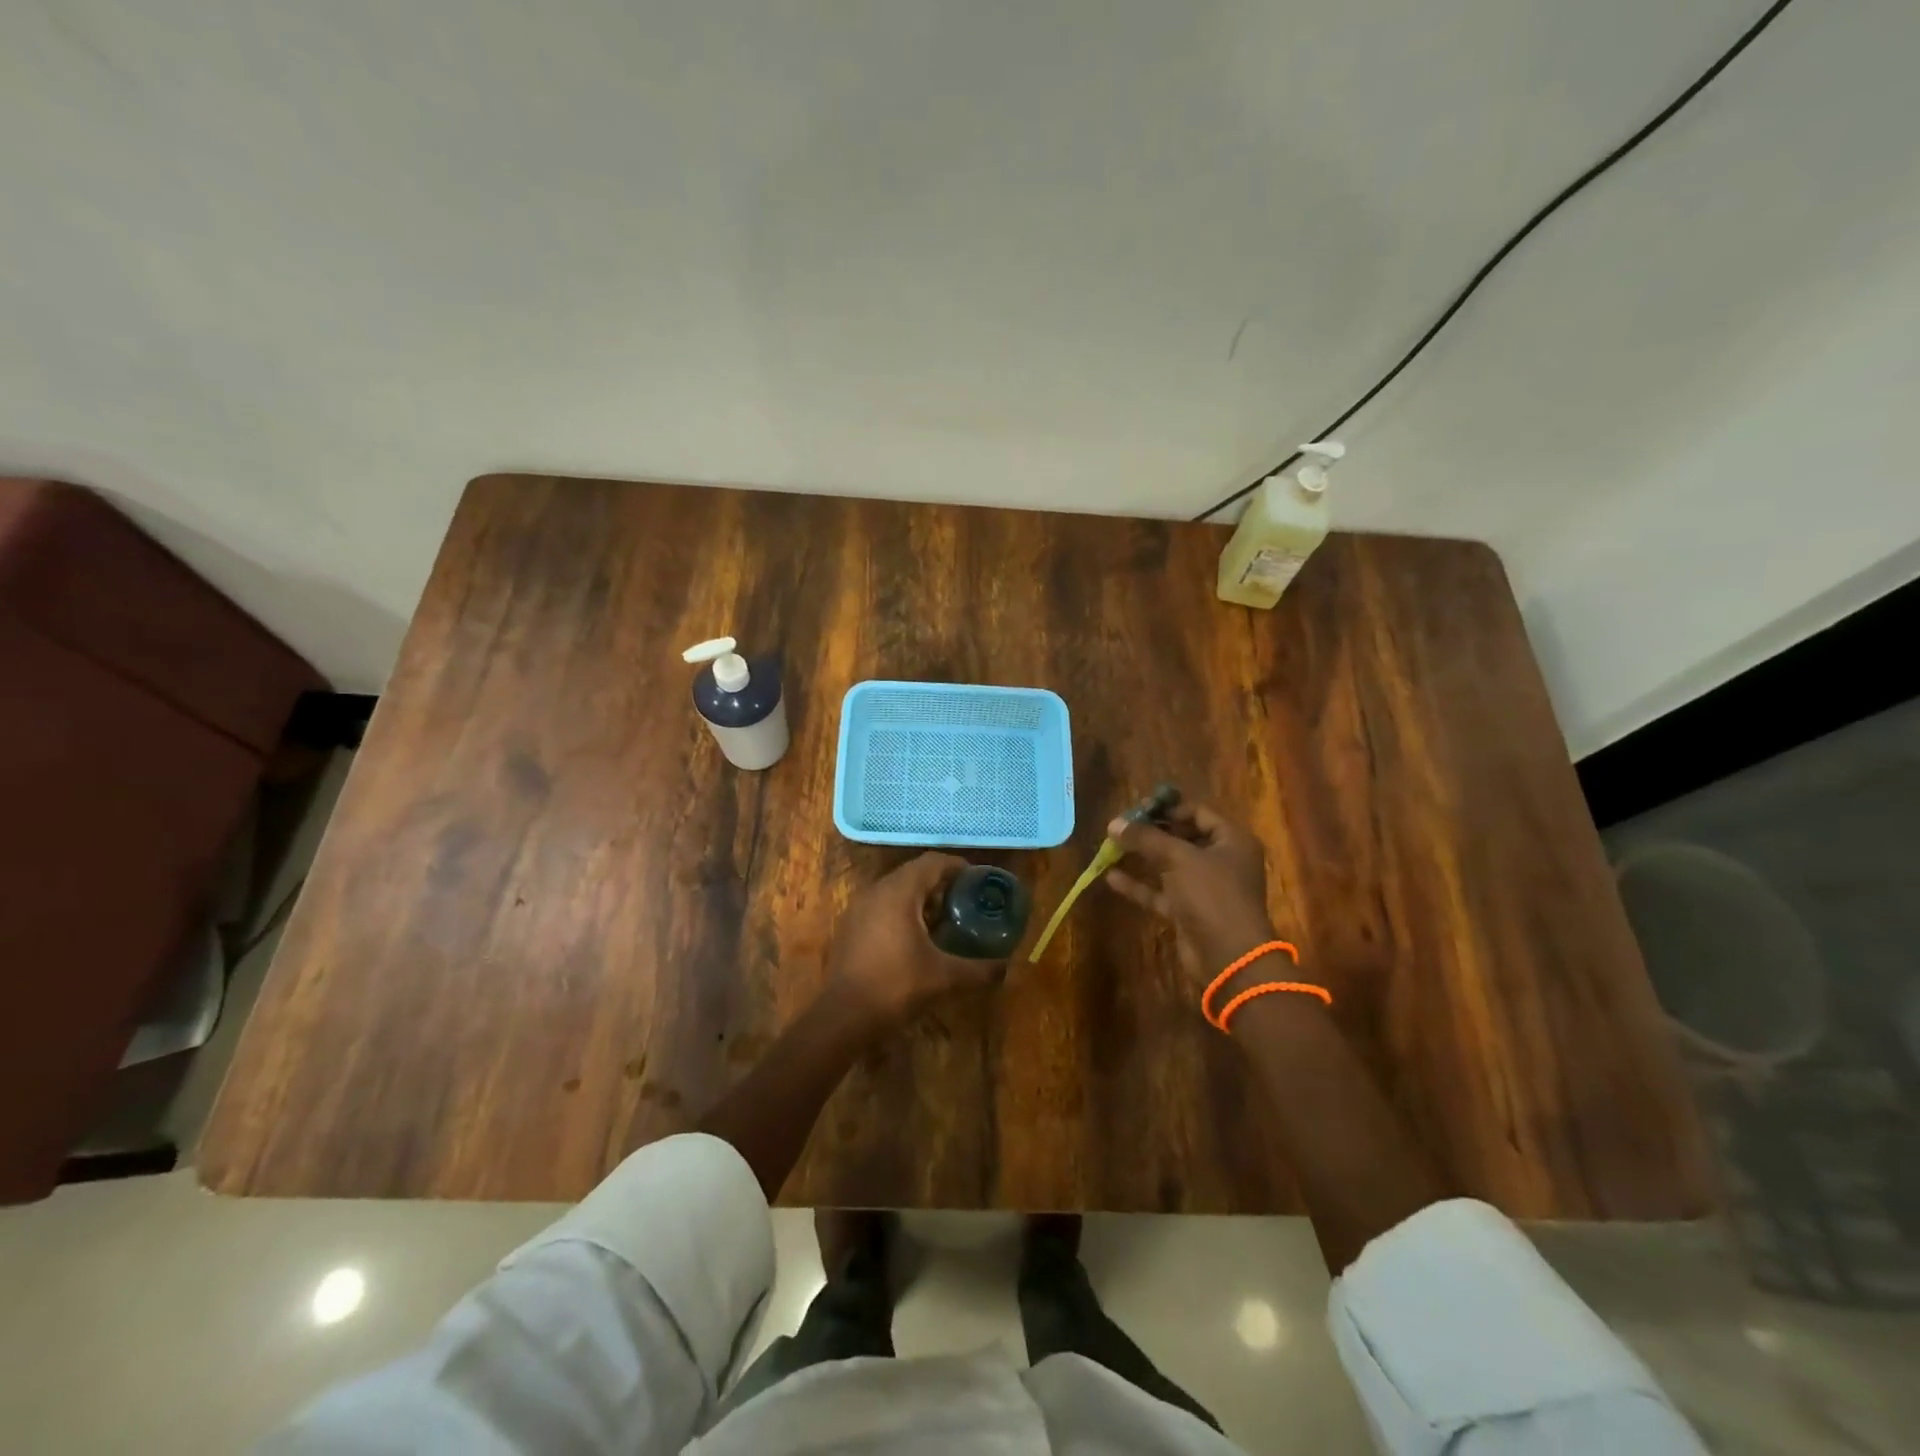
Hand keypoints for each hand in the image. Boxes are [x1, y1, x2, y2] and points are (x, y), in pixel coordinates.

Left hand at [827, 853, 1006, 1024]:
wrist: (842, 1018)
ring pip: (896, 890)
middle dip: (941, 883)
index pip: (932, 862)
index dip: (957, 866)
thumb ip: (979, 970)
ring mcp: (858, 909)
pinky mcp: (850, 928)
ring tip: (946, 919)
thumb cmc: (895, 987)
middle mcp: (876, 891)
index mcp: (898, 892)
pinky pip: (882, 907)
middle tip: (966, 900)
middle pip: (914, 873)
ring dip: (921, 899)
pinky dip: (902, 912)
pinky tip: (917, 938)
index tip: (977, 879)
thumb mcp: (944, 978)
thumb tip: (1007, 968)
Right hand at [1104, 801, 1276, 987]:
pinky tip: (1111, 876)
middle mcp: (1221, 861)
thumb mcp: (1179, 858)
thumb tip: (1114, 823)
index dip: (1168, 807)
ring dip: (1142, 856)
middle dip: (1151, 831)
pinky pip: (1161, 891)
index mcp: (1232, 841)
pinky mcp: (1189, 911)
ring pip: (1169, 864)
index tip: (1137, 807)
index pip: (1198, 813)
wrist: (1229, 957)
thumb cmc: (1212, 895)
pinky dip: (1139, 884)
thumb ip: (1146, 838)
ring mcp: (1204, 888)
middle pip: (1182, 837)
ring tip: (1111, 845)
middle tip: (1121, 825)